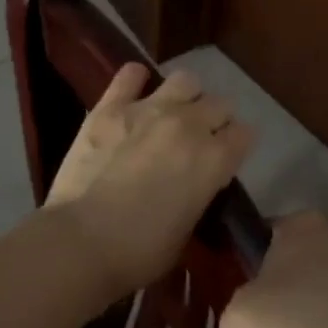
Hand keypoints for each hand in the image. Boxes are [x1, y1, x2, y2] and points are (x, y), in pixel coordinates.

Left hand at [46, 64, 253, 302]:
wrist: (82, 242)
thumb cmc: (141, 252)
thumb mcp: (189, 228)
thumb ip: (200, 194)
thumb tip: (195, 183)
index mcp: (215, 159)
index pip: (245, 134)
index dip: (237, 145)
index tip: (226, 158)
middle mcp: (190, 125)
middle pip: (220, 104)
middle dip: (215, 120)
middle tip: (199, 140)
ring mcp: (149, 110)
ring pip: (186, 80)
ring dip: (185, 95)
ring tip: (172, 112)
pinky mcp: (110, 108)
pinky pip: (129, 75)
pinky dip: (135, 79)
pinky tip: (134, 89)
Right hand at [219, 212, 327, 327]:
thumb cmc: (307, 313)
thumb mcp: (244, 316)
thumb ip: (232, 321)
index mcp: (300, 223)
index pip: (265, 235)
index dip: (251, 266)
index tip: (248, 301)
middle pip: (296, 262)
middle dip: (283, 294)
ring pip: (324, 287)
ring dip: (313, 314)